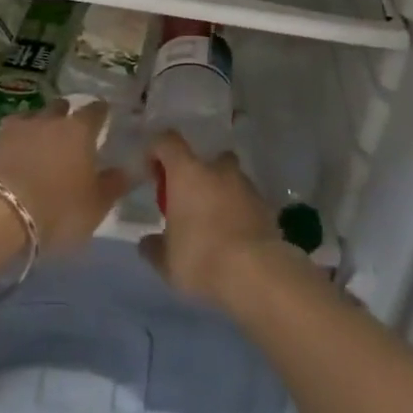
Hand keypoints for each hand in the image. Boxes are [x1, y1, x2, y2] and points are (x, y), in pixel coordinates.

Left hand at [0, 100, 130, 254]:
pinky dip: (0, 151)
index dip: (101, 112)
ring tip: (32, 143)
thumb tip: (132, 168)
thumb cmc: (54, 210)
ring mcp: (8, 132)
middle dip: (63, 114)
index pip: (95, 111)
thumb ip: (113, 186)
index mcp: (78, 132)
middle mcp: (44, 122)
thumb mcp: (94, 208)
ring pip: (24, 120)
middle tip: (67, 127)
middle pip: (57, 108)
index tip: (104, 114)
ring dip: (30, 128)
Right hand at [139, 132, 283, 305]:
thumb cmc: (201, 257)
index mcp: (187, 172)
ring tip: (212, 223)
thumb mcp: (166, 261)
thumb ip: (153, 247)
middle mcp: (217, 169)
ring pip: (228, 178)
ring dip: (219, 192)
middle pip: (205, 158)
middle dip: (195, 175)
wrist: (255, 271)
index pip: (168, 142)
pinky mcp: (265, 204)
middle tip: (187, 202)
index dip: (156, 150)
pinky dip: (237, 210)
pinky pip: (245, 199)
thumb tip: (147, 243)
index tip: (152, 171)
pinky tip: (232, 236)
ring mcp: (245, 184)